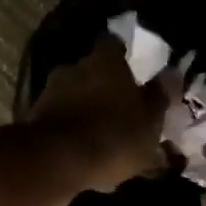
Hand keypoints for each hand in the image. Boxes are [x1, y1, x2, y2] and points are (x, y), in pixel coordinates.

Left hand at [28, 38, 168, 192]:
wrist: (55, 161)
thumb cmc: (113, 136)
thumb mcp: (149, 122)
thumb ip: (159, 97)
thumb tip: (171, 74)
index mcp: (104, 61)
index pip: (113, 44)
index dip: (123, 54)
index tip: (132, 69)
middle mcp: (74, 67)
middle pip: (91, 70)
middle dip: (103, 85)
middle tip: (119, 106)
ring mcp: (50, 91)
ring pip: (74, 95)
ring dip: (85, 108)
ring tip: (101, 134)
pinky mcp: (34, 117)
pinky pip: (60, 118)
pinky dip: (70, 128)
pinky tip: (83, 150)